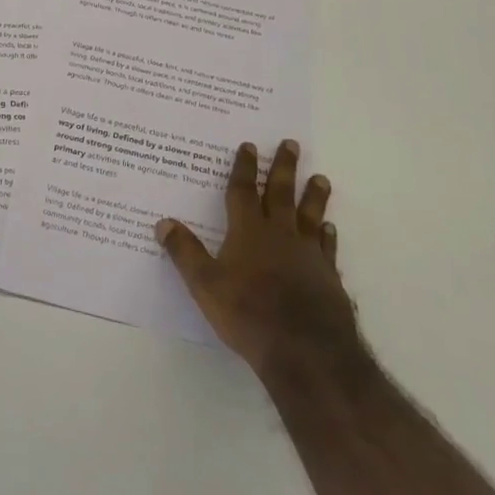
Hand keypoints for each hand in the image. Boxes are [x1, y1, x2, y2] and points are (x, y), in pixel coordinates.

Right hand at [156, 140, 357, 374]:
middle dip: (283, 168)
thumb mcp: (205, 284)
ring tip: (320, 178)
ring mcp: (308, 255)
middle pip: (281, 194)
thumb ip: (185, 252)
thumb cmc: (249, 313)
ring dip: (313, 196)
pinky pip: (327, 248)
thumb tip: (163, 222)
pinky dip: (328, 236)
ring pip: (310, 216)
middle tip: (291, 144)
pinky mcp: (328, 278)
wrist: (306, 351)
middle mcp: (280, 235)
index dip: (244, 168)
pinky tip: (330, 229)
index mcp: (248, 231)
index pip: (243, 191)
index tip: (249, 145)